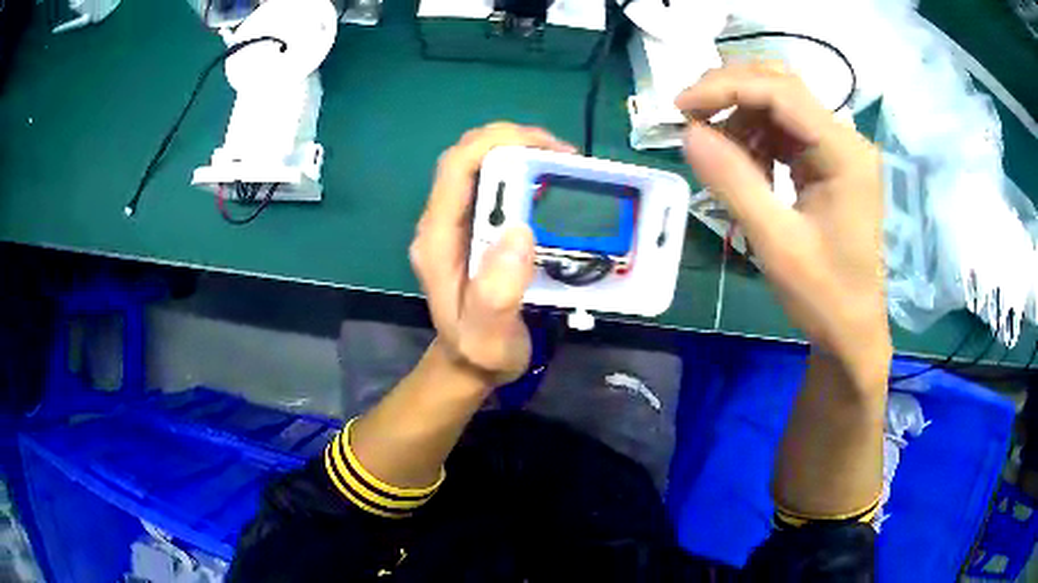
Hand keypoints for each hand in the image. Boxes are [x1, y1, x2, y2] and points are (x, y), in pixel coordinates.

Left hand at [410, 123, 575, 386]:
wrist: (469, 365)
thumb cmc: (480, 353)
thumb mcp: (490, 337)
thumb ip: (497, 294)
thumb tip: (519, 231)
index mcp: (438, 240)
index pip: (457, 168)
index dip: (497, 143)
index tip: (547, 148)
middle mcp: (441, 223)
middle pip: (468, 157)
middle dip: (514, 142)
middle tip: (564, 157)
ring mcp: (455, 224)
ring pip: (480, 166)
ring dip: (520, 153)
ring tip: (564, 167)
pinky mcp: (471, 228)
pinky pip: (493, 185)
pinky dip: (523, 173)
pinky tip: (551, 186)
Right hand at [677, 64, 890, 386]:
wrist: (853, 332)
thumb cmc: (824, 296)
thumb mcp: (776, 244)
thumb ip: (733, 182)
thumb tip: (688, 133)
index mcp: (844, 153)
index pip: (781, 92)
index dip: (726, 88)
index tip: (680, 107)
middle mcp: (845, 139)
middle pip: (781, 87)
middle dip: (731, 94)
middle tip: (690, 118)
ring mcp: (838, 149)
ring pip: (780, 105)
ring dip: (741, 119)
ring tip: (720, 155)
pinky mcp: (829, 163)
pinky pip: (785, 132)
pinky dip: (756, 140)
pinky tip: (746, 168)